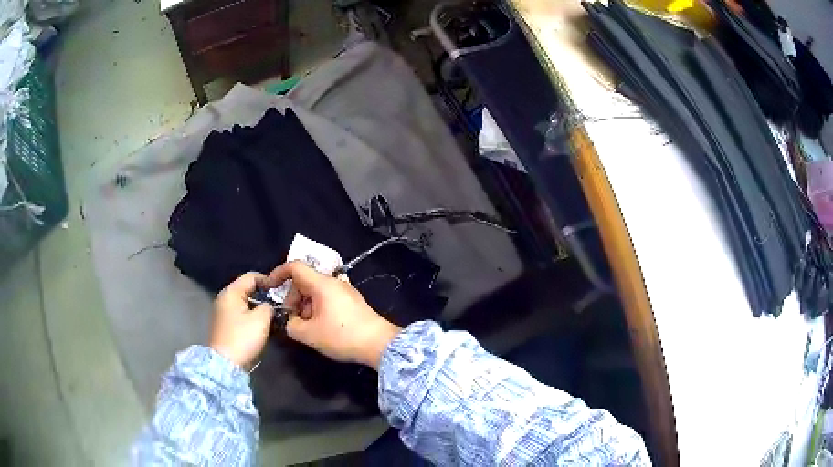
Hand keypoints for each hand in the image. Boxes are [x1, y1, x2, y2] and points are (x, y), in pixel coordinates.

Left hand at [210, 272, 273, 367]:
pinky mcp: (225, 324)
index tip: (281, 289)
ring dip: (258, 306)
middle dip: (263, 295)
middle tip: (279, 303)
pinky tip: (261, 324)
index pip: (251, 277)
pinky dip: (251, 315)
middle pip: (247, 289)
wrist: (226, 363)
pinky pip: (241, 313)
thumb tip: (269, 306)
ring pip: (244, 302)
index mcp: (231, 292)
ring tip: (272, 314)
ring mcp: (223, 312)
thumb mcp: (261, 319)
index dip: (267, 280)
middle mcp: (224, 298)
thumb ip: (268, 306)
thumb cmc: (243, 337)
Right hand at [268, 261, 400, 368]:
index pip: (295, 267)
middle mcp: (334, 283)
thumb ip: (291, 325)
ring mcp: (345, 292)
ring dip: (305, 306)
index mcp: (322, 284)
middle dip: (293, 298)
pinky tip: (320, 327)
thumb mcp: (309, 334)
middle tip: (291, 319)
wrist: (379, 344)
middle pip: (304, 281)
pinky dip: (317, 309)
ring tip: (306, 327)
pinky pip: (327, 299)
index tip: (269, 286)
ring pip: (315, 292)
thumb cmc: (342, 336)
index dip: (278, 273)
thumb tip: (288, 321)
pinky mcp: (352, 302)